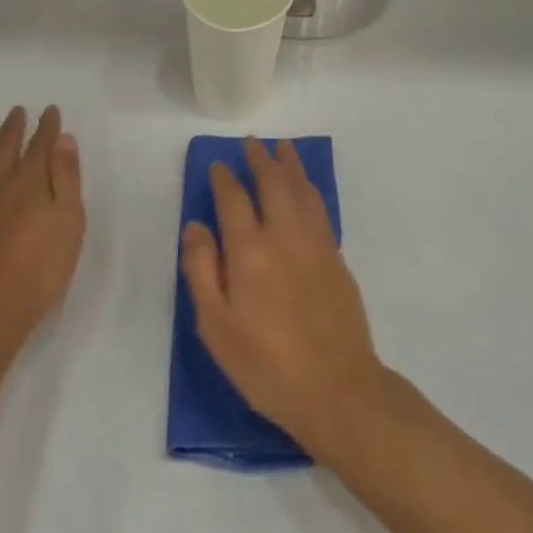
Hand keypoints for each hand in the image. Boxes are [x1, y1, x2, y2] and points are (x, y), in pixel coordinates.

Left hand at [0, 106, 84, 356]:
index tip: (50, 110)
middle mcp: (3, 187)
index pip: (40, 146)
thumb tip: (63, 140)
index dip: (47, 128)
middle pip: (7, 150)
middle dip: (15, 129)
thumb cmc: (40, 265)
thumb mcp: (68, 219)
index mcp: (30, 182)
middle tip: (17, 110)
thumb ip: (65, 178)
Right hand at [180, 138, 387, 457]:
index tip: (217, 165)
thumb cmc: (266, 365)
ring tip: (283, 148)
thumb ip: (202, 271)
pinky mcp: (337, 258)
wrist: (338, 389)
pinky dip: (309, 188)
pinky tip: (305, 188)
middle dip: (260, 159)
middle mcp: (284, 236)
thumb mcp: (216, 327)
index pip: (233, 199)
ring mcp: (316, 244)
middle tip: (251, 143)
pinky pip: (320, 208)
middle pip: (273, 183)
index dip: (223, 179)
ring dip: (290, 165)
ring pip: (301, 190)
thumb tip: (195, 226)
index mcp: (250, 251)